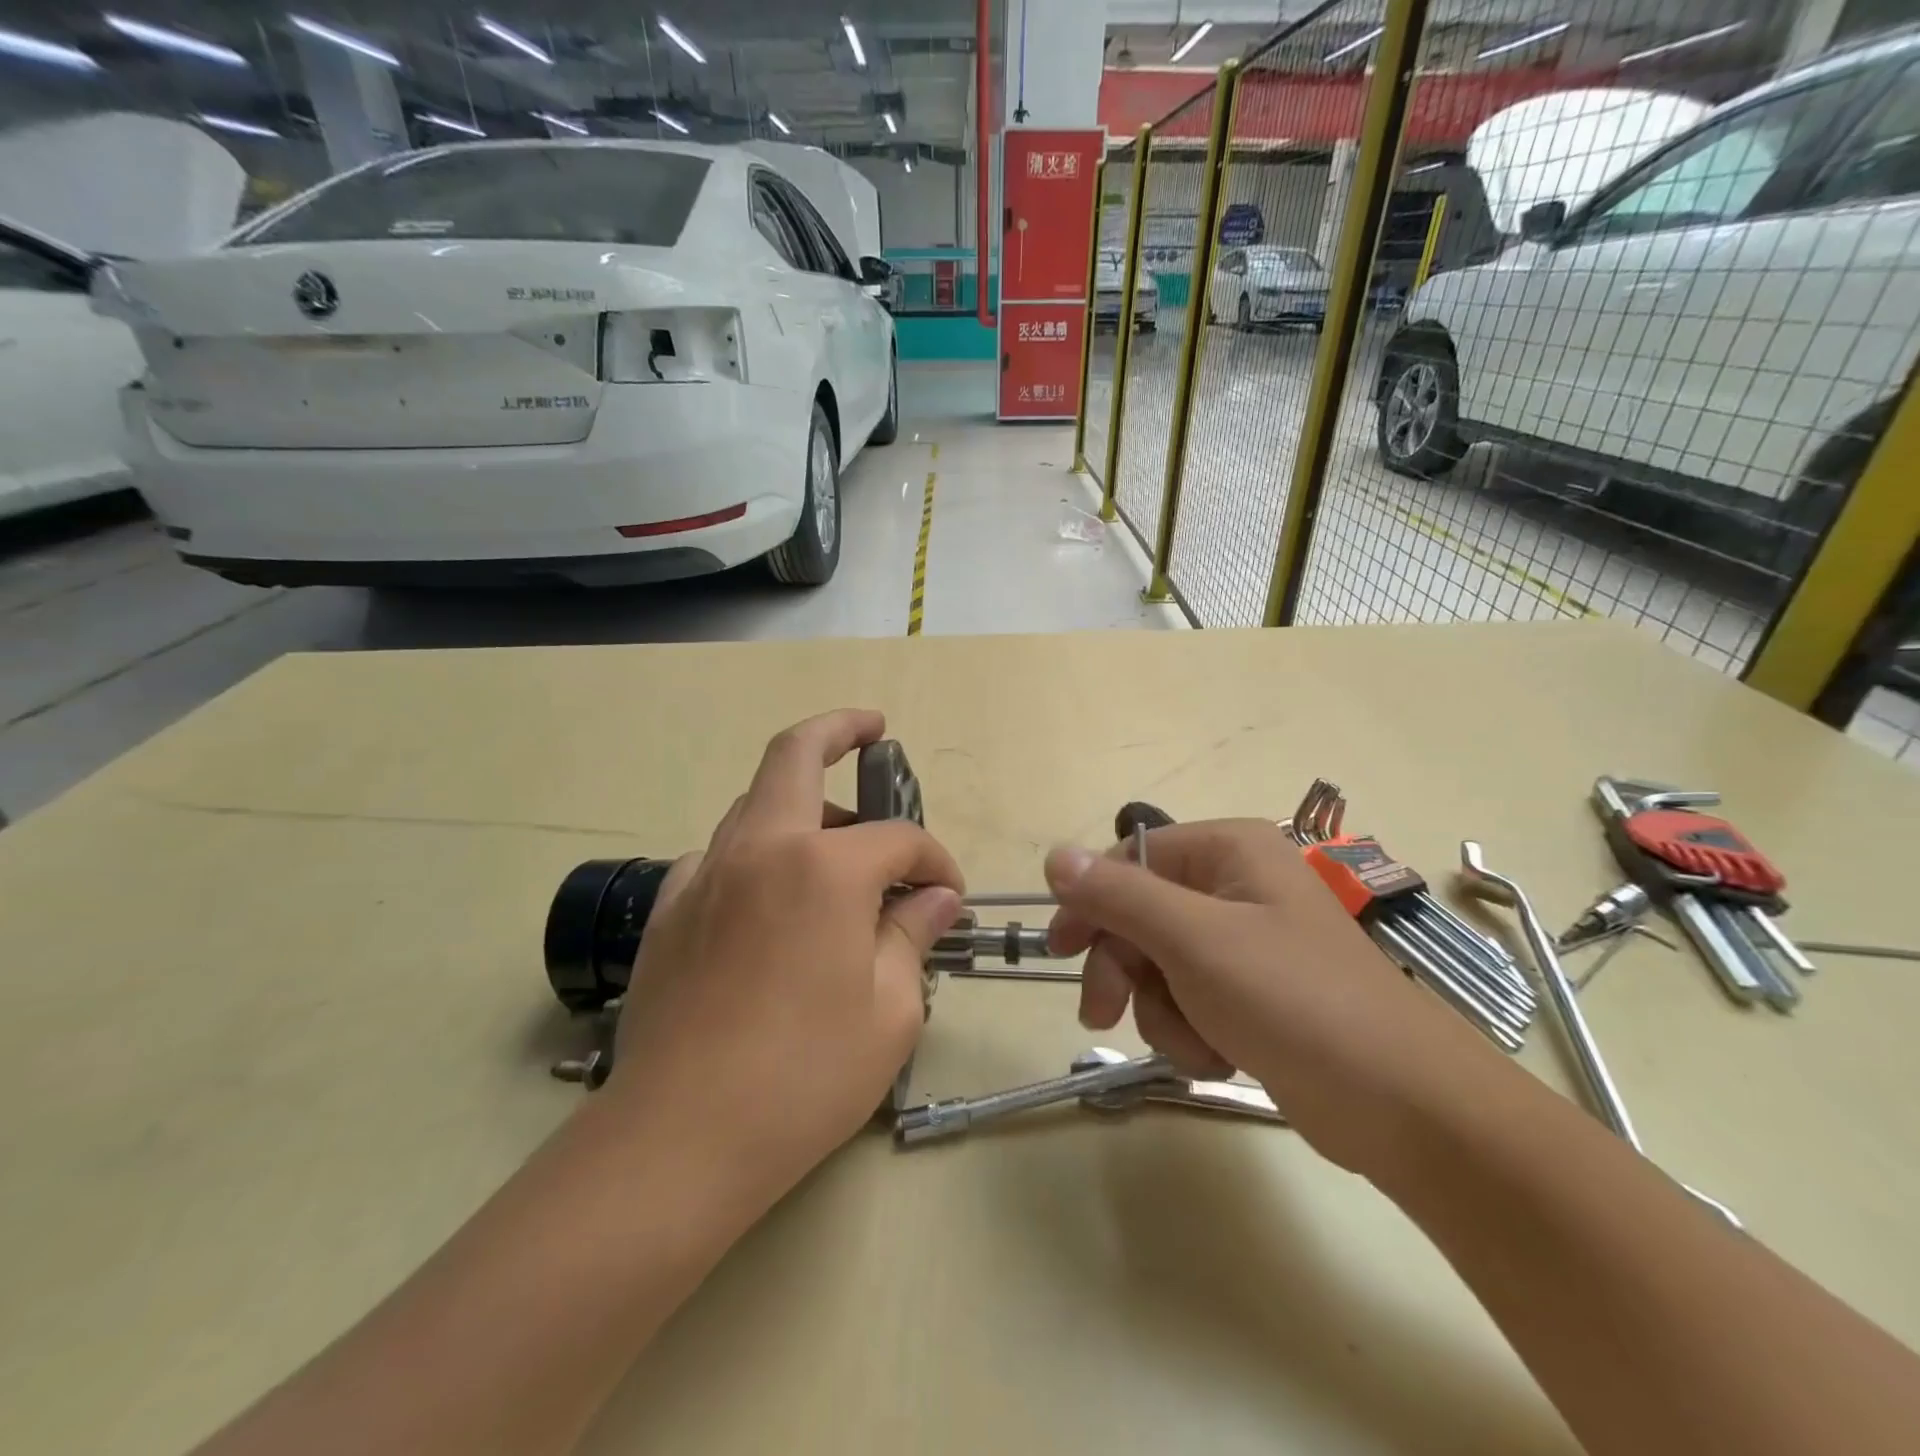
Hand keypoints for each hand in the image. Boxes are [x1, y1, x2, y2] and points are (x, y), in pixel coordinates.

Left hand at [606, 709, 964, 1205]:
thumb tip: (936, 897)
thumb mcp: (890, 1010)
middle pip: (796, 755)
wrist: (680, 1139)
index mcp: (823, 868)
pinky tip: (772, 897)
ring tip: (836, 842)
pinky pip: (720, 853)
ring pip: (754, 801)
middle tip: (871, 730)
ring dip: (800, 801)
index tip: (949, 894)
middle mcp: (760, 848)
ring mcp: (705, 873)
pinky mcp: (670, 909)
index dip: (935, 859)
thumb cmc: (805, 1076)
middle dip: (839, 729)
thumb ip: (914, 935)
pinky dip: (756, 851)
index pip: (899, 839)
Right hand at [1044, 820, 1493, 1172]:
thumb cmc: (1294, 1000)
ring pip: (1159, 965)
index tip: (1059, 950)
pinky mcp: (1252, 993)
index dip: (1090, 902)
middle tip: (1102, 1014)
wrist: (1403, 1107)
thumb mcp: (1193, 941)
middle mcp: (1235, 885)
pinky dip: (1191, 1031)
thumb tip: (1054, 856)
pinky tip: (1221, 1055)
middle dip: (1125, 970)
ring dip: (1162, 1010)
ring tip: (1198, 1042)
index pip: (1130, 860)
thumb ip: (1118, 896)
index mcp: (1229, 850)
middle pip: (1140, 916)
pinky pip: (1190, 999)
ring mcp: (1245, 942)